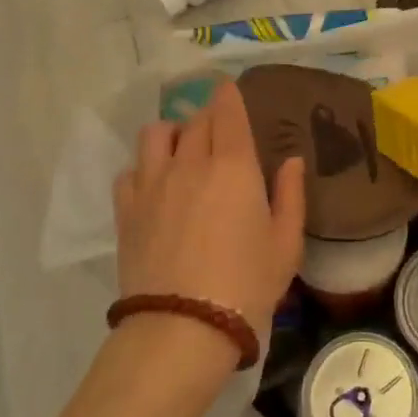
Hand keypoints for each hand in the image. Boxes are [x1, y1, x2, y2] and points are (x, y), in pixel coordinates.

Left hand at [112, 80, 306, 349]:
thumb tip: (291, 161)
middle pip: (195, 120)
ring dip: (173, 133)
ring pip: (156, 134)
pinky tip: (155, 185)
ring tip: (183, 150)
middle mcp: (190, 163)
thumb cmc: (247, 284)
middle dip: (209, 115)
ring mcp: (153, 184)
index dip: (228, 94)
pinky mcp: (126, 210)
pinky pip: (130, 171)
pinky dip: (144, 168)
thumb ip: (290, 195)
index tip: (230, 88)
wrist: (182, 328)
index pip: (227, 111)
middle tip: (219, 128)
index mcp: (234, 165)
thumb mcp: (286, 244)